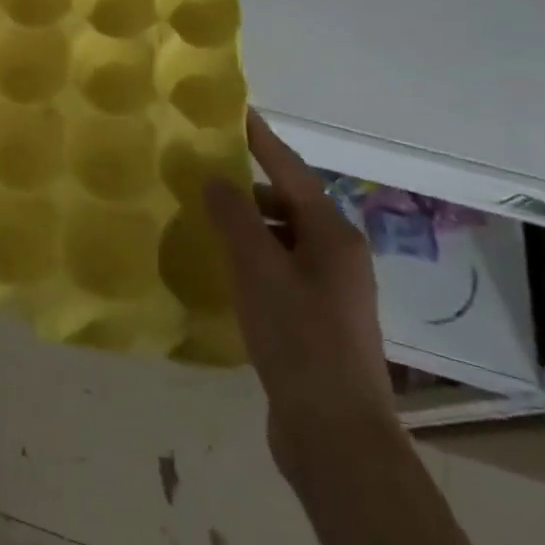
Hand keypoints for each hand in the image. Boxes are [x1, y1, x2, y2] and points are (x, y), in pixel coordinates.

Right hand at [205, 112, 397, 485]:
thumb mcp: (258, 269)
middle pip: (291, 203)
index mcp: (333, 235)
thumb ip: (235, 217)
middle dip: (251, 184)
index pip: (292, 171)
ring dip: (249, 222)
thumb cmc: (298, 339)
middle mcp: (339, 255)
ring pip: (285, 237)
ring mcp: (331, 289)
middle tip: (205, 169)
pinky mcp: (317, 318)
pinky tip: (224, 265)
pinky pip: (281, 267)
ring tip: (206, 217)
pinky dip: (254, 255)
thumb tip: (216, 177)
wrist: (335, 431)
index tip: (237, 112)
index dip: (263, 140)